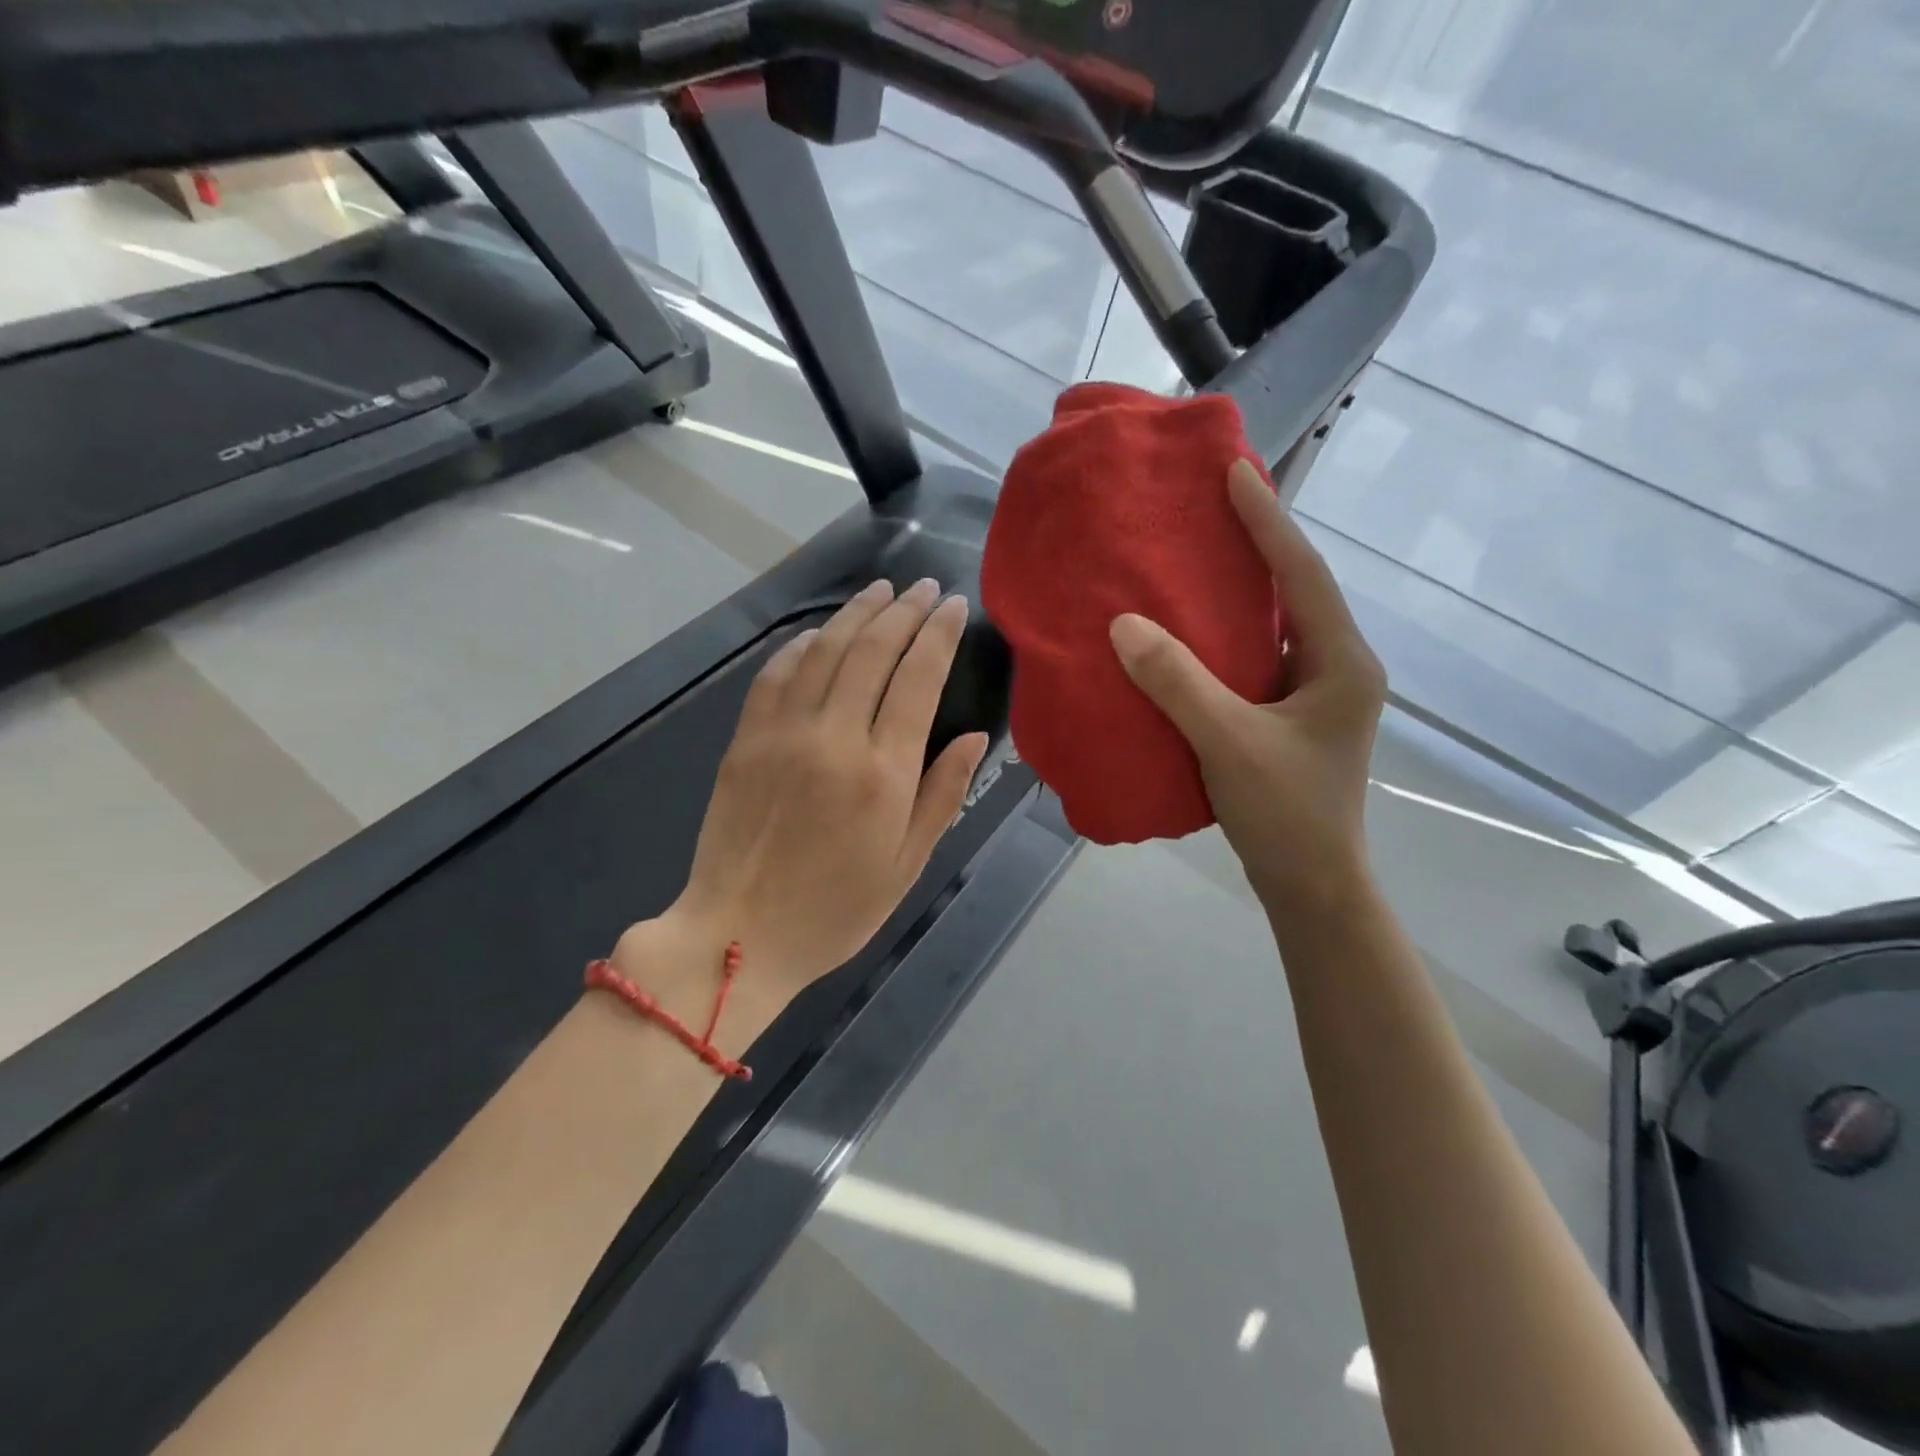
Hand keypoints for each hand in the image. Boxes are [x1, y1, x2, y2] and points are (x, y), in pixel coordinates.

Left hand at [616, 579, 987, 1042]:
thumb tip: (974, 737)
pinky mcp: (746, 740)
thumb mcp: (907, 865)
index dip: (939, 634)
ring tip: (881, 590)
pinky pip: (777, 675)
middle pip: (873, 651)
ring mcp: (783, 733)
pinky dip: (803, 645)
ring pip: (826, 651)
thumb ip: (943, 794)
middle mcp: (834, 737)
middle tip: (925, 588)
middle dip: (904, 611)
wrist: (738, 935)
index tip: (956, 606)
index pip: (918, 678)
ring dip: (857, 614)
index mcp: (883, 773)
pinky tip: (821, 633)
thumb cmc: (836, 910)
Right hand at [1108, 460, 1385, 919]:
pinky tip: (1187, 631)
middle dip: (1256, 544)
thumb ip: (1178, 682)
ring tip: (1193, 556)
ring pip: (1274, 625)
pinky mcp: (1288, 716)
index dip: (1268, 520)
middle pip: (1294, 590)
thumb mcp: (1228, 743)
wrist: (1310, 883)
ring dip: (1239, 590)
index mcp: (1341, 663)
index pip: (1303, 574)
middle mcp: (1335, 667)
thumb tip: (1124, 624)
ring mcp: (1313, 694)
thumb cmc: (1285, 813)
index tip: (1235, 471)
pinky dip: (1223, 637)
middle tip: (1209, 505)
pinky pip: (1254, 659)